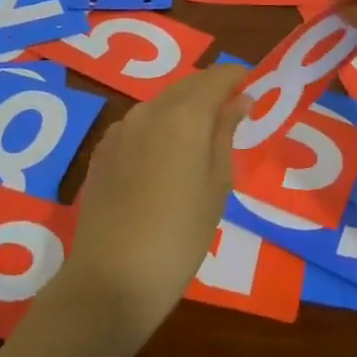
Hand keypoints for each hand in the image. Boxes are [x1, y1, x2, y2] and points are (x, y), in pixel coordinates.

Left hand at [55, 64, 249, 343]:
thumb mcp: (217, 185)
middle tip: (232, 116)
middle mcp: (148, 110)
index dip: (237, 77)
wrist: (112, 279)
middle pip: (186, 86)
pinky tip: (165, 161)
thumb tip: (238, 101)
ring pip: (161, 104)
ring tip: (201, 142)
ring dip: (183, 111)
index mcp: (183, 115)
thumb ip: (226, 134)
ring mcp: (120, 129)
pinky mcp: (102, 150)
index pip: (216, 77)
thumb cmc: (180, 235)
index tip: (253, 89)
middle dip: (211, 93)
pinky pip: (138, 125)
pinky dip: (158, 129)